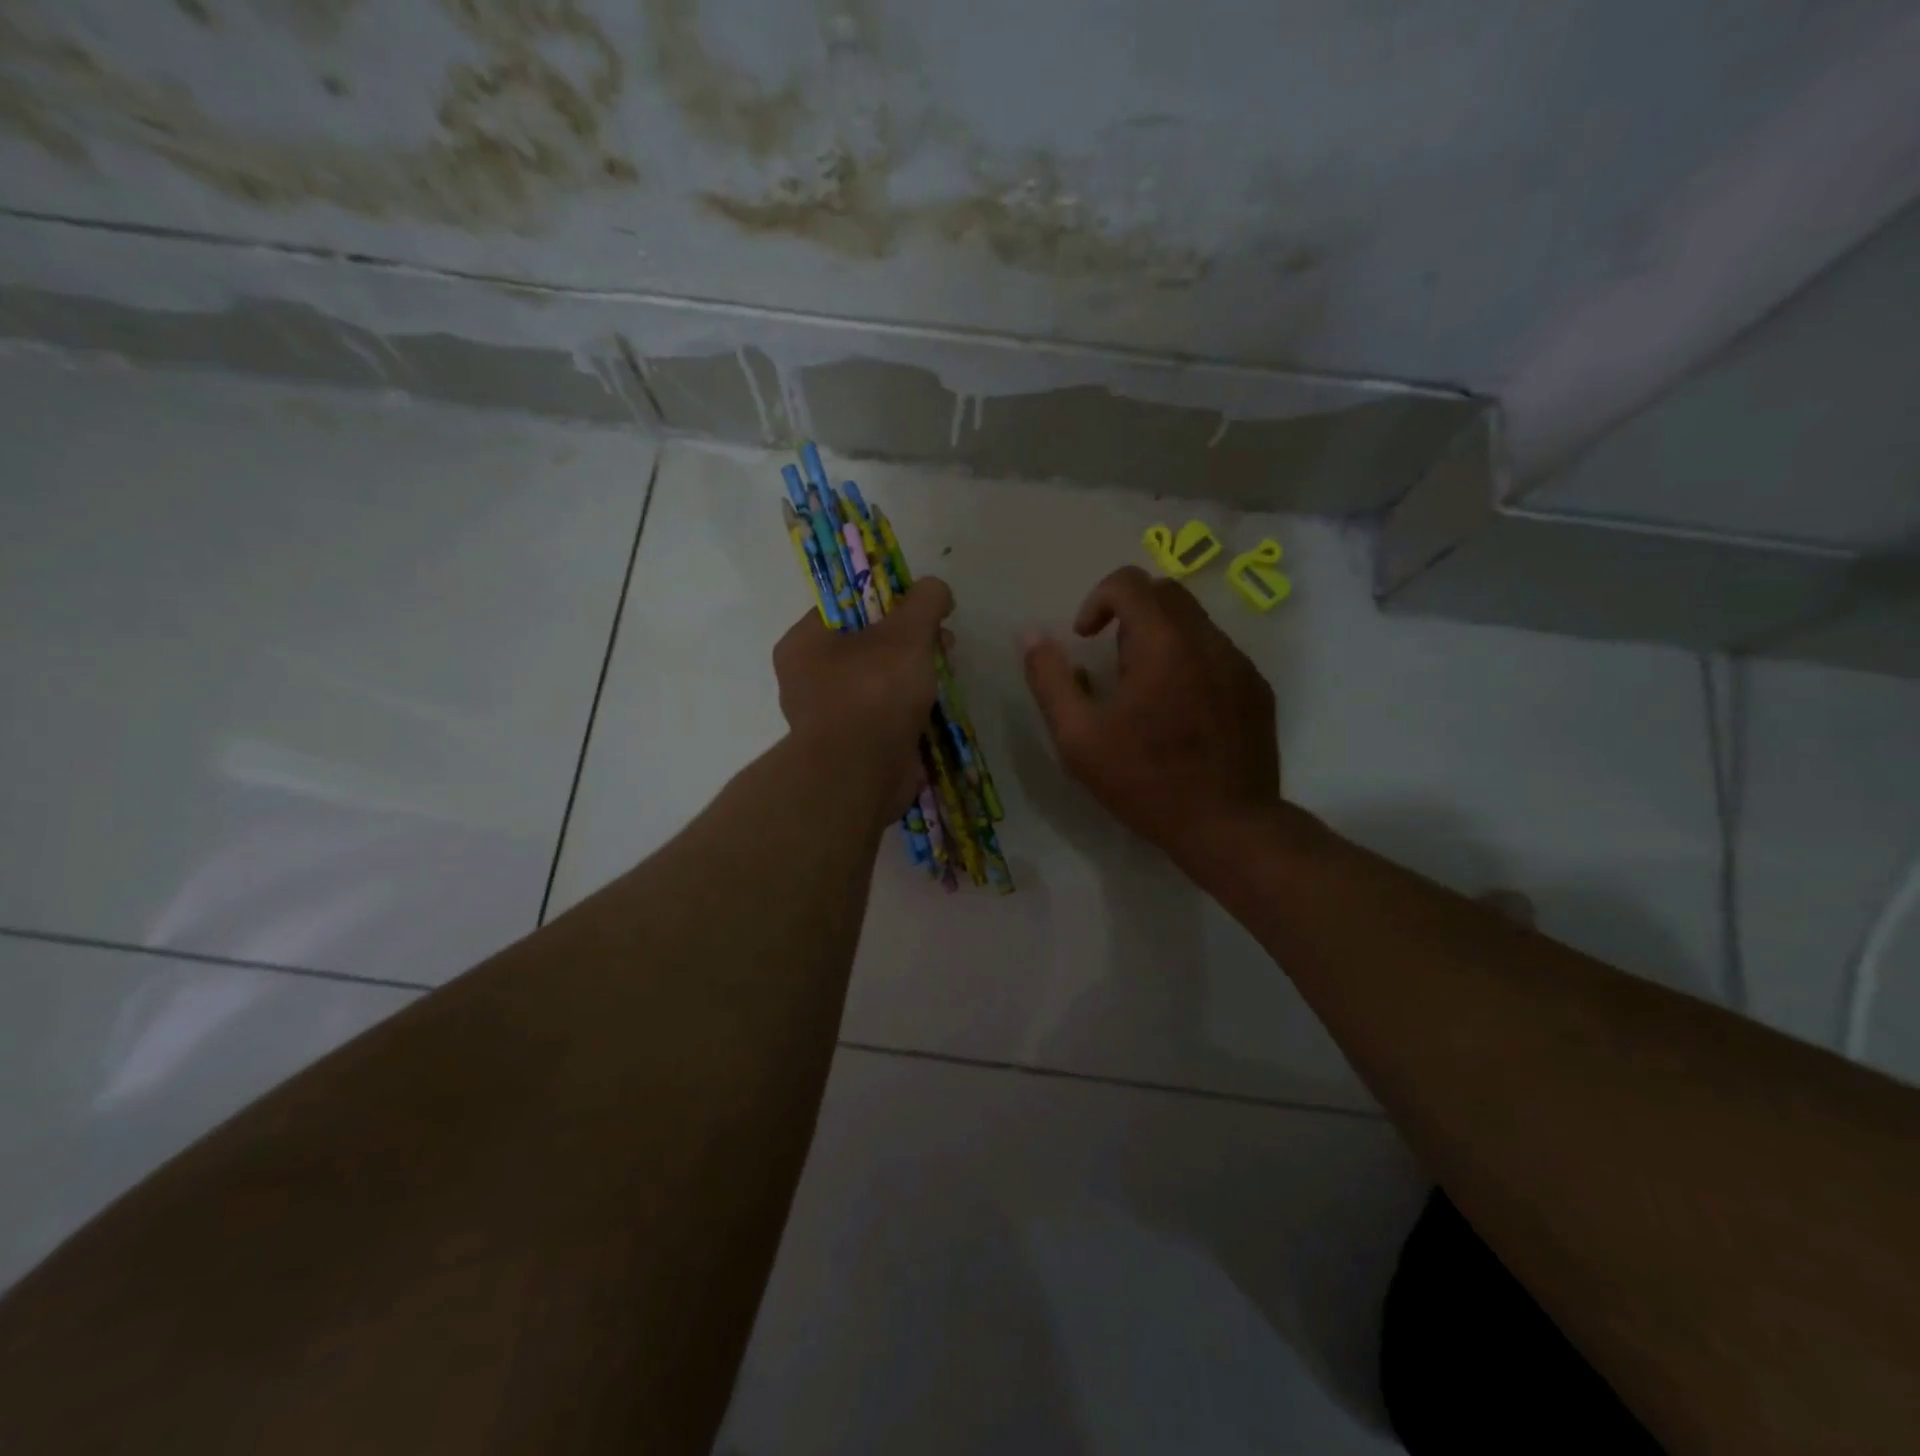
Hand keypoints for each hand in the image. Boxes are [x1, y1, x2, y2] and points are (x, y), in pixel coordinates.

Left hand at [773, 577, 954, 818]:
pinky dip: (905, 711)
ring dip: (911, 677)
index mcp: (804, 642)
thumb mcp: (906, 634)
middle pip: (865, 644)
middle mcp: (806, 678)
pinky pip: (880, 716)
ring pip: (875, 682)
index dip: (889, 600)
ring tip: (944, 677)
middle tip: (943, 644)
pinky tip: (933, 710)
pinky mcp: (848, 747)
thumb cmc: (873, 693)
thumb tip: (936, 588)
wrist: (858, 777)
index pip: (846, 606)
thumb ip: (924, 602)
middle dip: (909, 642)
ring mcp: (826, 716)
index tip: (923, 609)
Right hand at [1022, 566, 1280, 865]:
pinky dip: (1190, 662)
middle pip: (1165, 593)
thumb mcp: (1078, 738)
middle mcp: (1208, 640)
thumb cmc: (1145, 781)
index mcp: (1163, 644)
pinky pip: (1218, 653)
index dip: (1096, 600)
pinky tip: (1181, 713)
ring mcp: (1240, 664)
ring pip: (1194, 622)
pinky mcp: (1258, 689)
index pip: (1129, 582)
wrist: (1228, 826)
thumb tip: (1032, 636)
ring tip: (1146, 694)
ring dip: (1161, 639)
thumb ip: (1050, 680)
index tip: (1085, 639)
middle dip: (1130, 615)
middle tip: (1114, 667)